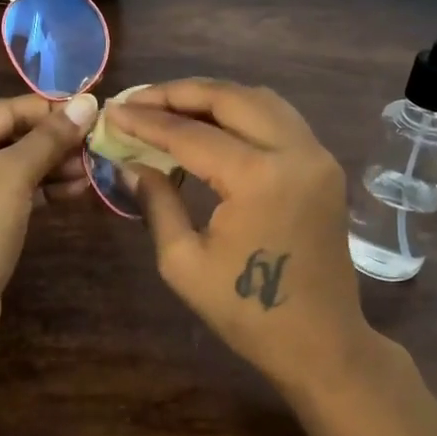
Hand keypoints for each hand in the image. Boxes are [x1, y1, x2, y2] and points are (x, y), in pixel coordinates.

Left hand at [0, 91, 97, 367]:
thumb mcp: (12, 179)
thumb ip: (49, 139)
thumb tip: (87, 102)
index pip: (4, 110)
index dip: (51, 111)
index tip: (96, 113)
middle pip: (7, 137)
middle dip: (53, 143)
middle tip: (97, 147)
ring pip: (10, 167)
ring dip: (51, 168)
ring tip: (92, 171)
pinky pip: (6, 193)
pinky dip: (38, 191)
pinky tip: (74, 191)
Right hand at [108, 80, 375, 397]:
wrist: (320, 342)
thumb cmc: (246, 312)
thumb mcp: (184, 262)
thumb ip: (157, 203)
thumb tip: (131, 164)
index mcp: (258, 178)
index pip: (191, 134)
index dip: (146, 120)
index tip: (112, 111)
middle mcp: (295, 152)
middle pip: (231, 98)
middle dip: (179, 93)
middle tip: (138, 99)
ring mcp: (317, 156)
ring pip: (260, 100)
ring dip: (213, 97)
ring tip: (170, 106)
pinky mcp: (324, 167)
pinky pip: (279, 120)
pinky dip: (241, 112)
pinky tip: (212, 125)